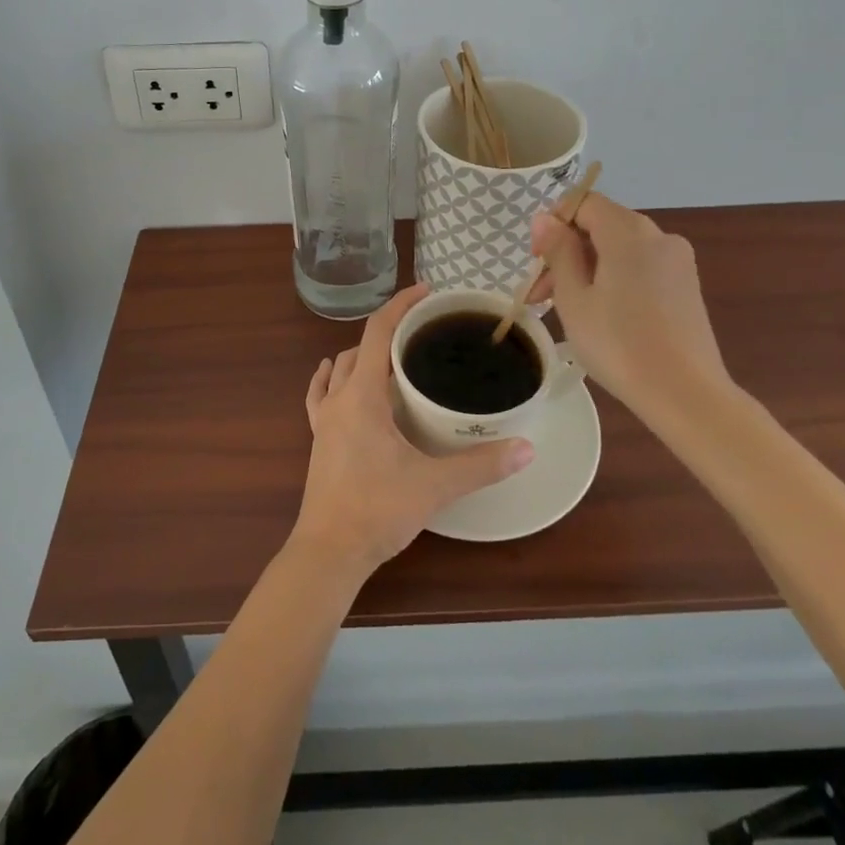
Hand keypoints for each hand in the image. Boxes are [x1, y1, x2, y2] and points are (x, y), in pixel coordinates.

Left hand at [289, 284, 534, 576]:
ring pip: (340, 369)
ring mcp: (323, 419)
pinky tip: (339, 379)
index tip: (427, 292)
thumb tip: (526, 447)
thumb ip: (481, 465)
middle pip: (360, 347)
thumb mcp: (434, 485)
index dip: (401, 305)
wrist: (328, 552)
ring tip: (395, 360)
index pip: (378, 331)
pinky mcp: (318, 439)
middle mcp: (339, 398)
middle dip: (389, 332)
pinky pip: (321, 395)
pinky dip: (333, 379)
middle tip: (423, 334)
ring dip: (364, 356)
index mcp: (362, 395)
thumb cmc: (377, 510)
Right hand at [529, 193, 734, 415]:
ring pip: (619, 249)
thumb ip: (558, 251)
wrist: (685, 395)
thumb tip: (545, 219)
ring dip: (587, 269)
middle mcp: (658, 236)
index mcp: (629, 231)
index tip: (536, 261)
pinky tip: (601, 315)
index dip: (553, 223)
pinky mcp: (686, 287)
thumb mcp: (574, 298)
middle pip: (601, 226)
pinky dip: (614, 280)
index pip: (583, 203)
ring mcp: (677, 261)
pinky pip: (640, 268)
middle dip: (566, 253)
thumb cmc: (619, 344)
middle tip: (541, 296)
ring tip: (565, 310)